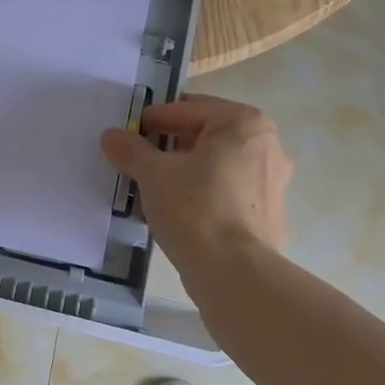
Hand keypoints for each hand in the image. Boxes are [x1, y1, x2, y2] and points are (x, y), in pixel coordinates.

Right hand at [99, 94, 291, 268]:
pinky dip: (203, 192)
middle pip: (205, 135)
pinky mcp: (269, 213)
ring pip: (217, 164)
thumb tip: (112, 136)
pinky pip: (227, 190)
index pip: (187, 110)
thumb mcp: (153, 174)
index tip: (128, 134)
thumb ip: (131, 149)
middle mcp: (266, 145)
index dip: (153, 120)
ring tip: (153, 186)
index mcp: (243, 123)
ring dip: (185, 169)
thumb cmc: (195, 208)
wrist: (235, 274)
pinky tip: (178, 210)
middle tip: (138, 158)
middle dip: (170, 145)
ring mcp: (272, 181)